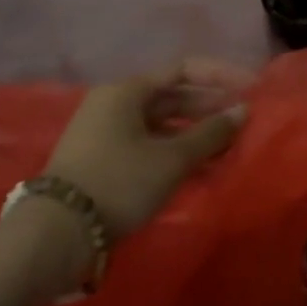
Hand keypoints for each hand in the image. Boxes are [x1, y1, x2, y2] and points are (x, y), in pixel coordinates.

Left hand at [45, 58, 251, 236]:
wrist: (55, 236)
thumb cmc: (119, 182)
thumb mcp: (173, 158)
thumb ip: (212, 132)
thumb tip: (243, 111)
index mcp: (127, 91)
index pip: (185, 69)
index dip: (222, 76)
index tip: (251, 89)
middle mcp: (114, 104)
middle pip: (173, 96)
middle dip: (211, 107)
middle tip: (243, 121)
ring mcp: (105, 132)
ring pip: (163, 123)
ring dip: (196, 132)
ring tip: (227, 147)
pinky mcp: (102, 159)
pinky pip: (149, 143)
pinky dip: (176, 150)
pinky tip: (200, 167)